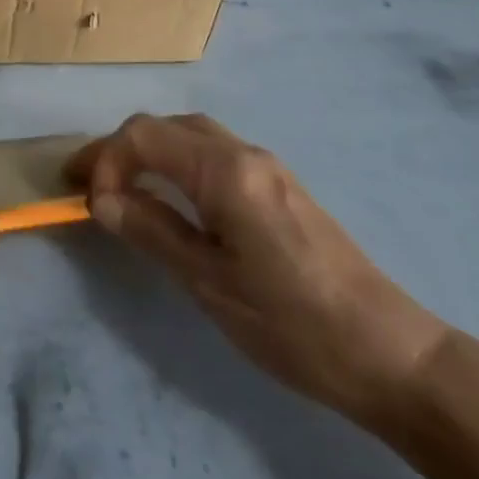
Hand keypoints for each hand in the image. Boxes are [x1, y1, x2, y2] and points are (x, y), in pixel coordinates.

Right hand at [71, 113, 449, 424]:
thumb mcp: (209, 283)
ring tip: (121, 189)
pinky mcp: (278, 185)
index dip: (106, 160)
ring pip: (190, 135)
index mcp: (225, 170)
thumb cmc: (293, 324)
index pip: (144, 135)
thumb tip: (102, 201)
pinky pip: (213, 152)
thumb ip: (152, 231)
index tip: (91, 205)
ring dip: (149, 152)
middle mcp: (244, 152)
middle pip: (165, 125)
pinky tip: (171, 197)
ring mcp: (265, 165)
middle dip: (120, 149)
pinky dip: (177, 162)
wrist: (390, 353)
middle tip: (89, 186)